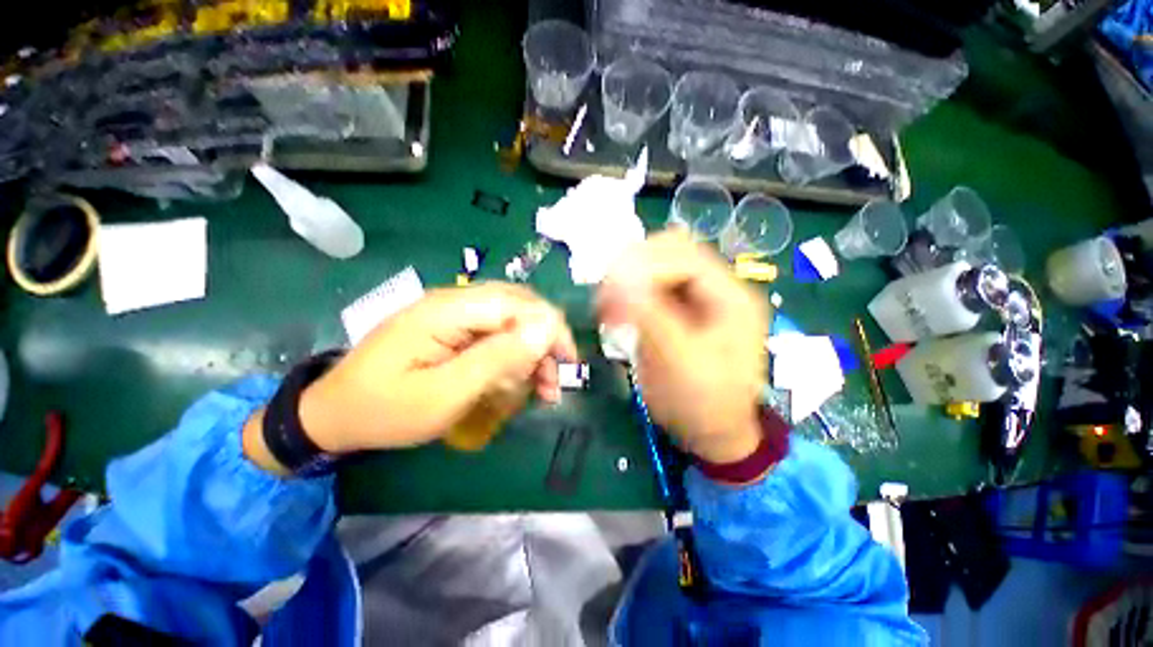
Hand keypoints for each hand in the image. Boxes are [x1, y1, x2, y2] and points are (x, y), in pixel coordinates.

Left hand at [295, 283, 576, 454]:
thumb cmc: (386, 410)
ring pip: (512, 318)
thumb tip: (545, 330)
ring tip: (542, 386)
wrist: (334, 413)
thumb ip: (497, 359)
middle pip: (519, 306)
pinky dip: (515, 352)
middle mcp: (454, 300)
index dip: (550, 329)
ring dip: (533, 349)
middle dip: (546, 340)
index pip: (518, 304)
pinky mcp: (452, 327)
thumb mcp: (445, 394)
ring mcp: (452, 312)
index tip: (568, 364)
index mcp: (448, 310)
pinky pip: (497, 331)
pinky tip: (519, 376)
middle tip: (556, 378)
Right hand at [598, 231, 770, 463]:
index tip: (609, 291)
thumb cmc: (701, 402)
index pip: (683, 255)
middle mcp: (720, 287)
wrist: (714, 432)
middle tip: (605, 293)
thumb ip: (648, 313)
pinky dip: (632, 290)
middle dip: (633, 266)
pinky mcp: (685, 309)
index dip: (642, 266)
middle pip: (672, 251)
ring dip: (630, 276)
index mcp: (731, 296)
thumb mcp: (676, 359)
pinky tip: (618, 308)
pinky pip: (655, 285)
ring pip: (661, 264)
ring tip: (608, 302)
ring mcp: (702, 297)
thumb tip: (618, 276)